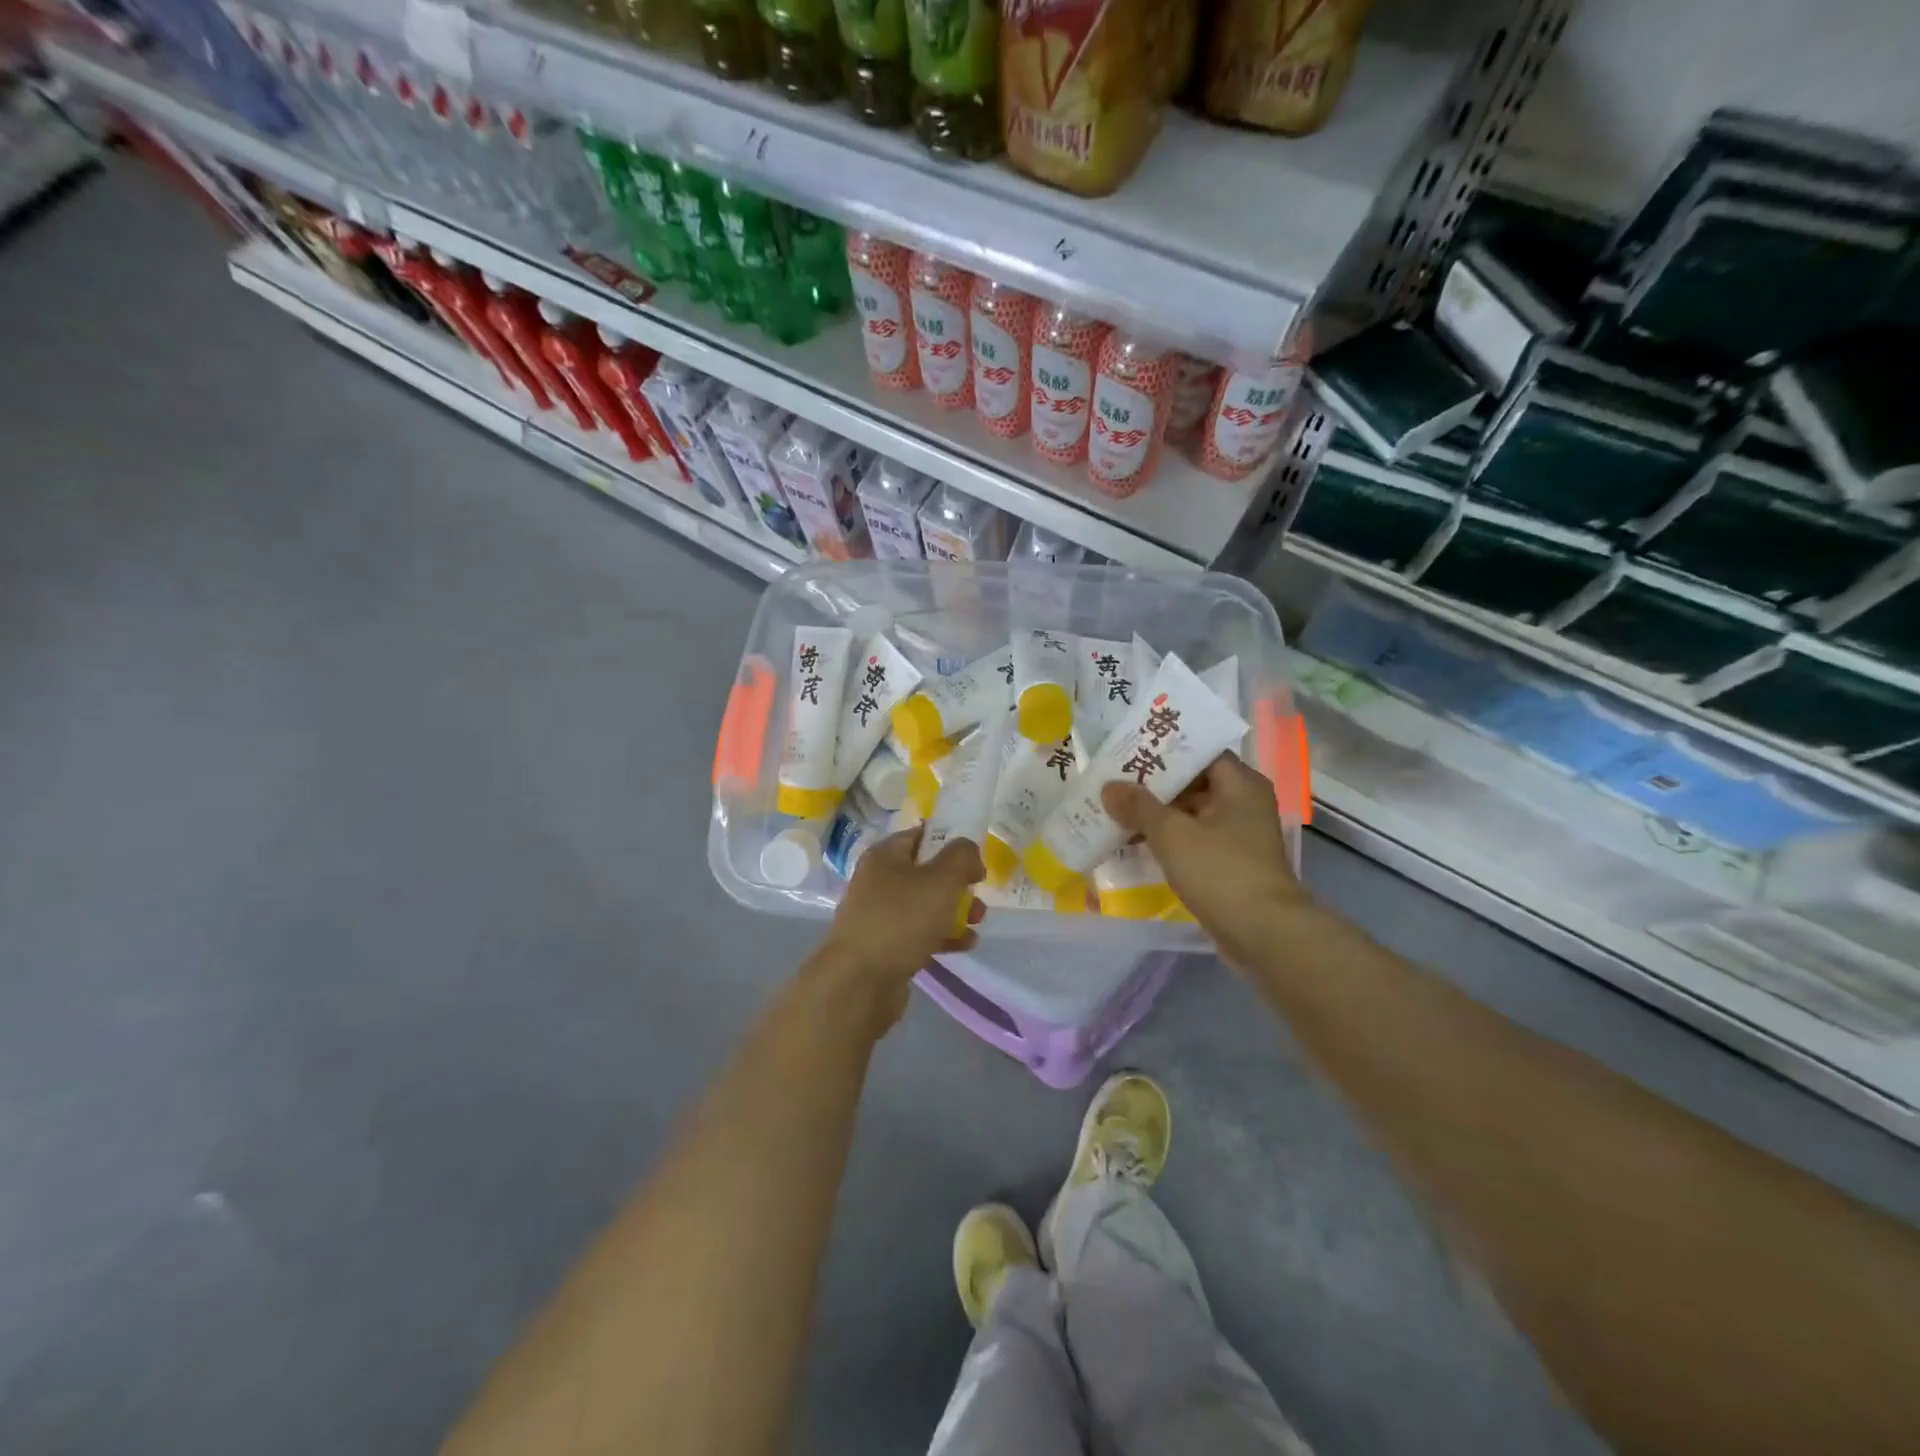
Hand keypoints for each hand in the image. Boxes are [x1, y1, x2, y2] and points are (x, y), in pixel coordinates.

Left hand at [815, 828, 984, 1003]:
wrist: (860, 982)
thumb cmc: (901, 920)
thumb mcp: (941, 879)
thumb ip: (962, 857)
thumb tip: (968, 854)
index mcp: (884, 856)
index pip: (921, 836)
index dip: (950, 843)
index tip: (975, 860)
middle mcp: (878, 881)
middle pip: (926, 872)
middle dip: (957, 883)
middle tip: (978, 896)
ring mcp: (880, 915)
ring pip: (925, 905)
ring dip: (954, 911)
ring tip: (977, 922)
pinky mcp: (886, 946)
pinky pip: (920, 933)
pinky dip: (943, 936)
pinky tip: (965, 945)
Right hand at [1102, 753, 1310, 969]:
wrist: (1263, 934)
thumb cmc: (1221, 871)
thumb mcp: (1172, 834)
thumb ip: (1139, 806)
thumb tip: (1109, 787)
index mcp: (1240, 784)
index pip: (1199, 752)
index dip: (1164, 749)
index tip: (1128, 751)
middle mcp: (1243, 803)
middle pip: (1192, 782)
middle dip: (1153, 784)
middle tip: (1113, 781)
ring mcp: (1238, 835)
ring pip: (1190, 813)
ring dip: (1156, 814)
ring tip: (1114, 811)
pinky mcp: (1229, 863)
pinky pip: (1192, 839)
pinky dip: (1167, 839)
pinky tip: (1134, 843)